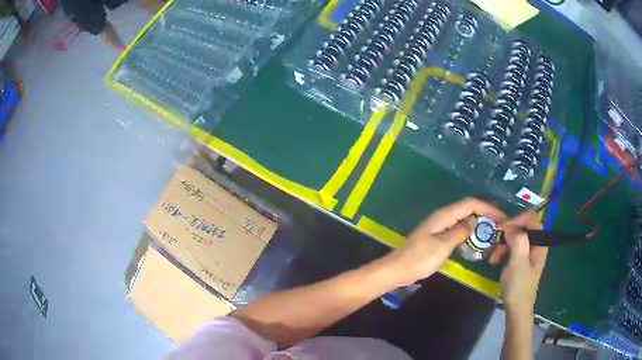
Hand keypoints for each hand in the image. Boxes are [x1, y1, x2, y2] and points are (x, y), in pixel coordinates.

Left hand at [385, 197, 505, 284]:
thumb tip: (475, 220)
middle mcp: (443, 216)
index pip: (470, 203)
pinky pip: (458, 228)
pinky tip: (476, 238)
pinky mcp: (438, 236)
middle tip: (500, 224)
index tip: (502, 217)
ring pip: (463, 218)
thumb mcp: (443, 245)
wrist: (398, 270)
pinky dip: (469, 230)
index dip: (488, 207)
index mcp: (444, 215)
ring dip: (478, 221)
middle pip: (468, 208)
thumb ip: (460, 231)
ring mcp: (440, 226)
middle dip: (485, 212)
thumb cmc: (420, 258)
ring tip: (493, 230)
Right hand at [490, 210, 547, 316]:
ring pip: (516, 237)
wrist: (517, 309)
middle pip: (523, 226)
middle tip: (495, 243)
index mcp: (540, 242)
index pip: (531, 218)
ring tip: (493, 256)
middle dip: (507, 233)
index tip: (501, 229)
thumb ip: (517, 240)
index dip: (516, 219)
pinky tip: (496, 260)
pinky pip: (513, 247)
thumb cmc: (518, 286)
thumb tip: (510, 227)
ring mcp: (529, 252)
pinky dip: (504, 250)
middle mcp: (536, 244)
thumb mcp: (518, 263)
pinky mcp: (522, 260)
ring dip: (503, 243)